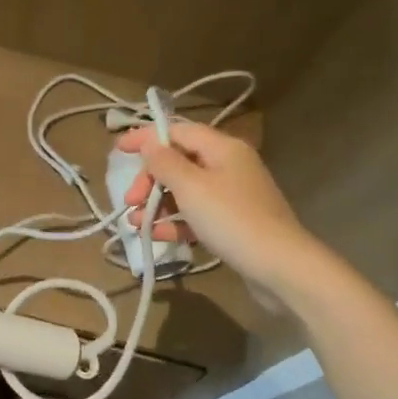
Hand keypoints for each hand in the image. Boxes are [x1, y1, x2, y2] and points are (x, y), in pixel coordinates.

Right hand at [115, 122, 316, 289]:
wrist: (279, 266)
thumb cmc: (231, 219)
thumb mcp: (191, 187)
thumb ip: (165, 162)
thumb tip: (150, 143)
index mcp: (222, 148)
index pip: (178, 131)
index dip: (147, 138)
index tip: (118, 150)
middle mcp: (229, 165)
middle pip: (180, 162)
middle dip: (150, 179)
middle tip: (130, 200)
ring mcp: (233, 195)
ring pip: (186, 191)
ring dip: (157, 203)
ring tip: (136, 223)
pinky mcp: (233, 223)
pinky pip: (197, 214)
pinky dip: (176, 222)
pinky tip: (156, 235)